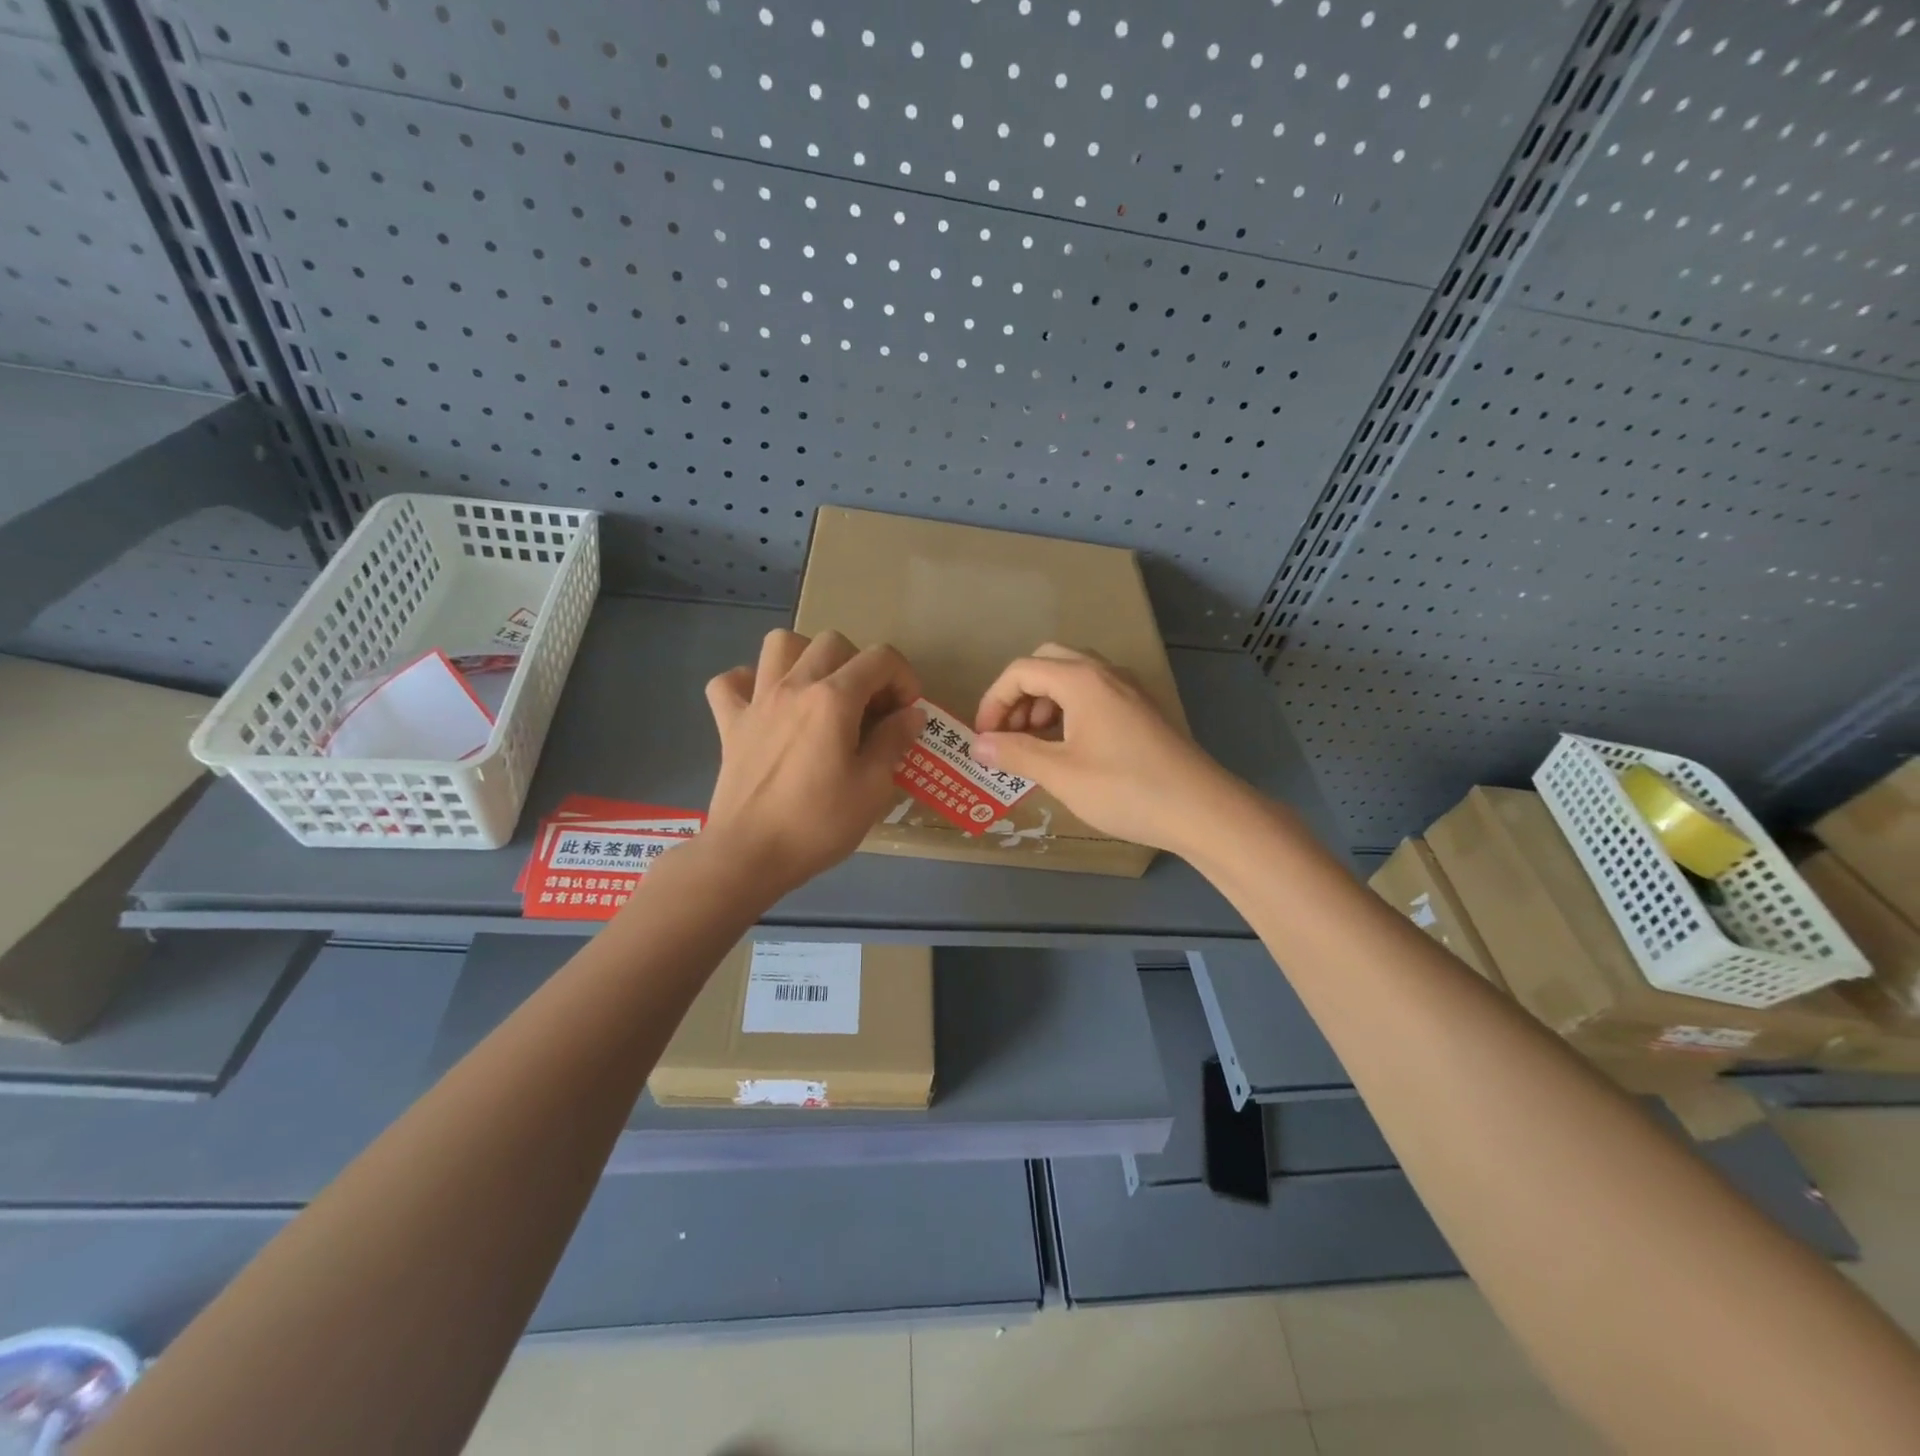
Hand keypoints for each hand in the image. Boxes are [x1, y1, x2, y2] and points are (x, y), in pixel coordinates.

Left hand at [702, 630, 923, 896]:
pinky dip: (750, 684)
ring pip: (780, 644)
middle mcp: (794, 686)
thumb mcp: (873, 788)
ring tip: (820, 692)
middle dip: (861, 666)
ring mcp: (757, 701)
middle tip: (869, 707)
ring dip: (806, 658)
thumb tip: (910, 715)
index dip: (904, 678)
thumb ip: (894, 741)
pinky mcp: (729, 723)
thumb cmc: (818, 823)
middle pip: (833, 642)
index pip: (880, 659)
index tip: (907, 713)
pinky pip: (731, 683)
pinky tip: (767, 706)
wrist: (749, 855)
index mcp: (833, 699)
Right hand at [971, 644, 1238, 854]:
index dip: (993, 701)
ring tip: (1035, 743)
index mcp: (1081, 679)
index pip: (1021, 670)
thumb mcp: (1061, 774)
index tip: (984, 738)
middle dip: (1019, 694)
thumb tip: (978, 744)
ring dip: (1044, 701)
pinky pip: (1094, 693)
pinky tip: (1069, 747)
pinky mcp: (1142, 709)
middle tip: (1009, 733)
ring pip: (1073, 677)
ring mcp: (1128, 689)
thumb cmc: (1125, 789)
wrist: (1200, 809)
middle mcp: (1105, 672)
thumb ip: (1015, 754)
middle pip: (1047, 662)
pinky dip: (1069, 709)